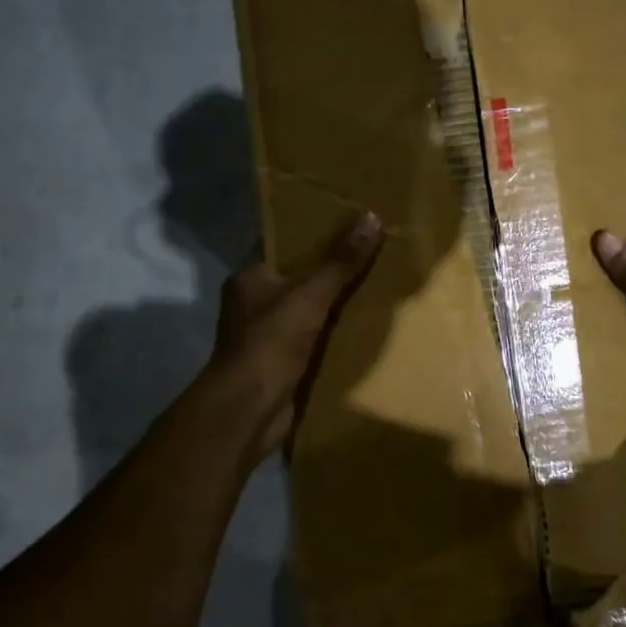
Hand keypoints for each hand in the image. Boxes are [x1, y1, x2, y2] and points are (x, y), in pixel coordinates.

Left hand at [211, 211, 383, 462]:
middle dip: (330, 272)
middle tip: (371, 254)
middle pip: (298, 279)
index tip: (348, 225)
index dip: (313, 235)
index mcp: (249, 277)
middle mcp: (252, 304)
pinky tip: (363, 329)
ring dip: (334, 307)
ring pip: (307, 311)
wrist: (250, 409)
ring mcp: (265, 336)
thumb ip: (341, 260)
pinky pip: (312, 341)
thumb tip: (372, 216)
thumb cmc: (271, 341)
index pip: (283, 247)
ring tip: (376, 288)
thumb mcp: (311, 294)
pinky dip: (333, 337)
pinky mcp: (280, 364)